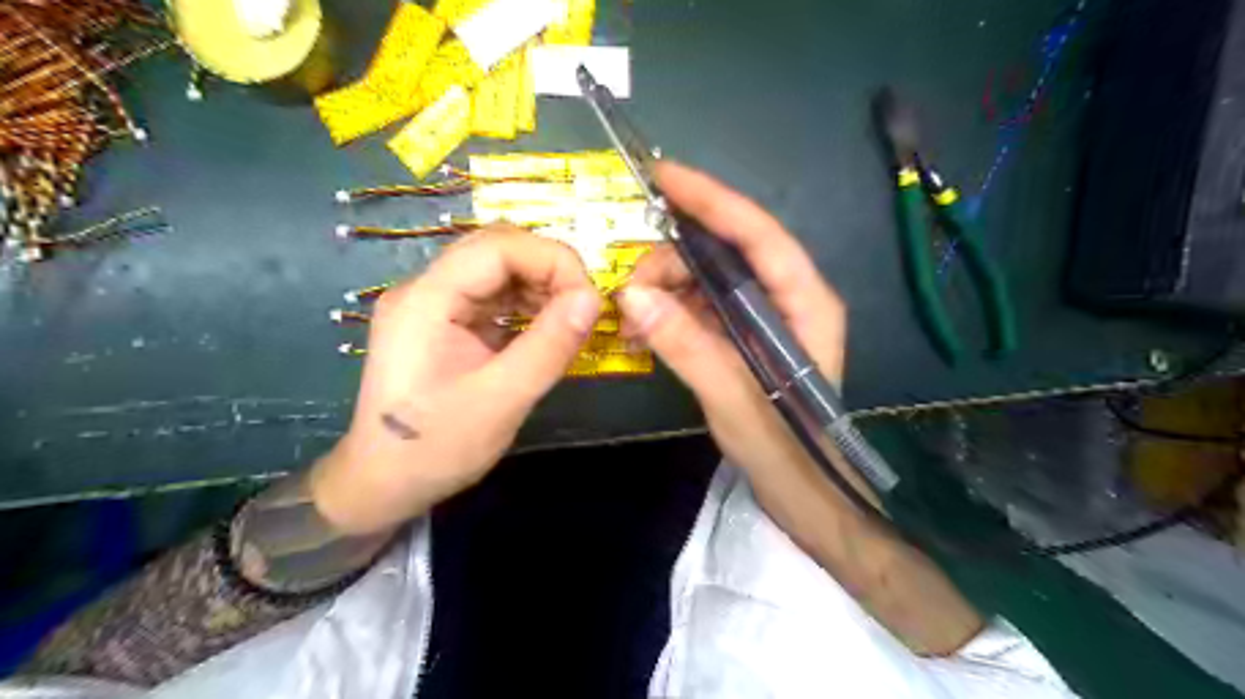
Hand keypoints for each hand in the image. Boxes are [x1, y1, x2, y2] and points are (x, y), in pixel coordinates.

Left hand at [311, 227, 603, 530]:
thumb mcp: (501, 401)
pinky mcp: (444, 323)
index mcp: (427, 300)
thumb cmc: (436, 448)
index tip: (589, 298)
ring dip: (541, 286)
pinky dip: (526, 305)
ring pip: (498, 270)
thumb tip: (593, 298)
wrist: (384, 484)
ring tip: (571, 319)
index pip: (497, 247)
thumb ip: (549, 346)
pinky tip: (547, 328)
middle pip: (497, 249)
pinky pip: (493, 297)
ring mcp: (434, 305)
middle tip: (584, 306)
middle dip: (549, 269)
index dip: (551, 260)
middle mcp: (426, 290)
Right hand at [619, 162, 851, 490]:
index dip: (712, 199)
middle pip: (725, 253)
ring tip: (630, 322)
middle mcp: (787, 299)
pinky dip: (671, 314)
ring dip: (665, 290)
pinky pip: (702, 308)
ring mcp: (765, 319)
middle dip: (672, 261)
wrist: (805, 494)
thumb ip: (688, 348)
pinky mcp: (745, 339)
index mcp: (804, 303)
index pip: (758, 234)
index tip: (663, 176)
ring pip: (707, 280)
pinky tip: (644, 333)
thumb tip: (633, 298)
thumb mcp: (735, 402)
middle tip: (628, 293)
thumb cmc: (786, 453)